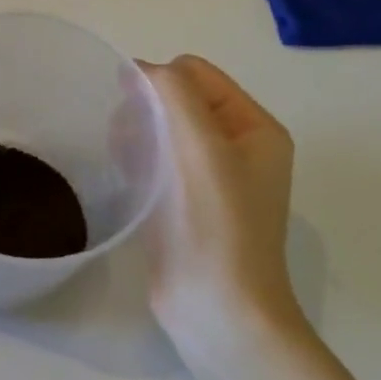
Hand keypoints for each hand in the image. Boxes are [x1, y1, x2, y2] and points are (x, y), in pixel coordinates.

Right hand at [139, 56, 302, 369]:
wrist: (218, 311)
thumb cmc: (216, 225)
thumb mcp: (201, 147)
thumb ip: (173, 94)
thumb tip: (139, 69)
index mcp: (254, 128)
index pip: (197, 74)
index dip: (161, 82)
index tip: (130, 109)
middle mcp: (237, 147)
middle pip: (177, 99)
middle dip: (145, 109)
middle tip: (126, 139)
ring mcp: (210, 177)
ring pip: (160, 128)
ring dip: (136, 134)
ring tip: (125, 162)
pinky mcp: (184, 202)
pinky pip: (154, 159)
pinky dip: (136, 159)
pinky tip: (126, 179)